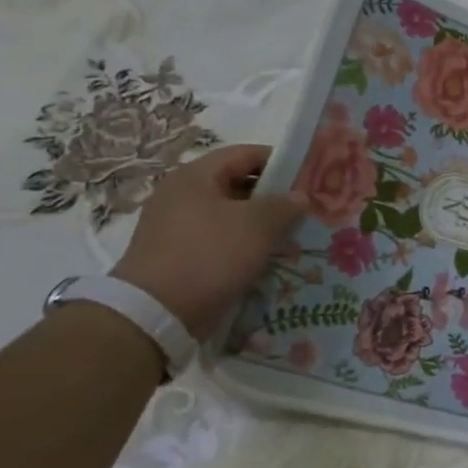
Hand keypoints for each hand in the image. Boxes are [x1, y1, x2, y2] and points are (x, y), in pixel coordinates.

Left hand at [112, 145, 305, 337]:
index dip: (280, 161)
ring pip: (232, 217)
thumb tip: (299, 196)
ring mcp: (178, 228)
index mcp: (195, 176)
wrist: (157, 312)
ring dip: (262, 226)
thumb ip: (284, 205)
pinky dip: (245, 248)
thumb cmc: (209, 254)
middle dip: (274, 197)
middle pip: (238, 185)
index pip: (245, 154)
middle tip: (307, 210)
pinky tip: (269, 261)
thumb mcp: (257, 224)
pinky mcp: (181, 257)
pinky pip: (221, 243)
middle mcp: (182, 196)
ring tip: (294, 238)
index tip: (309, 177)